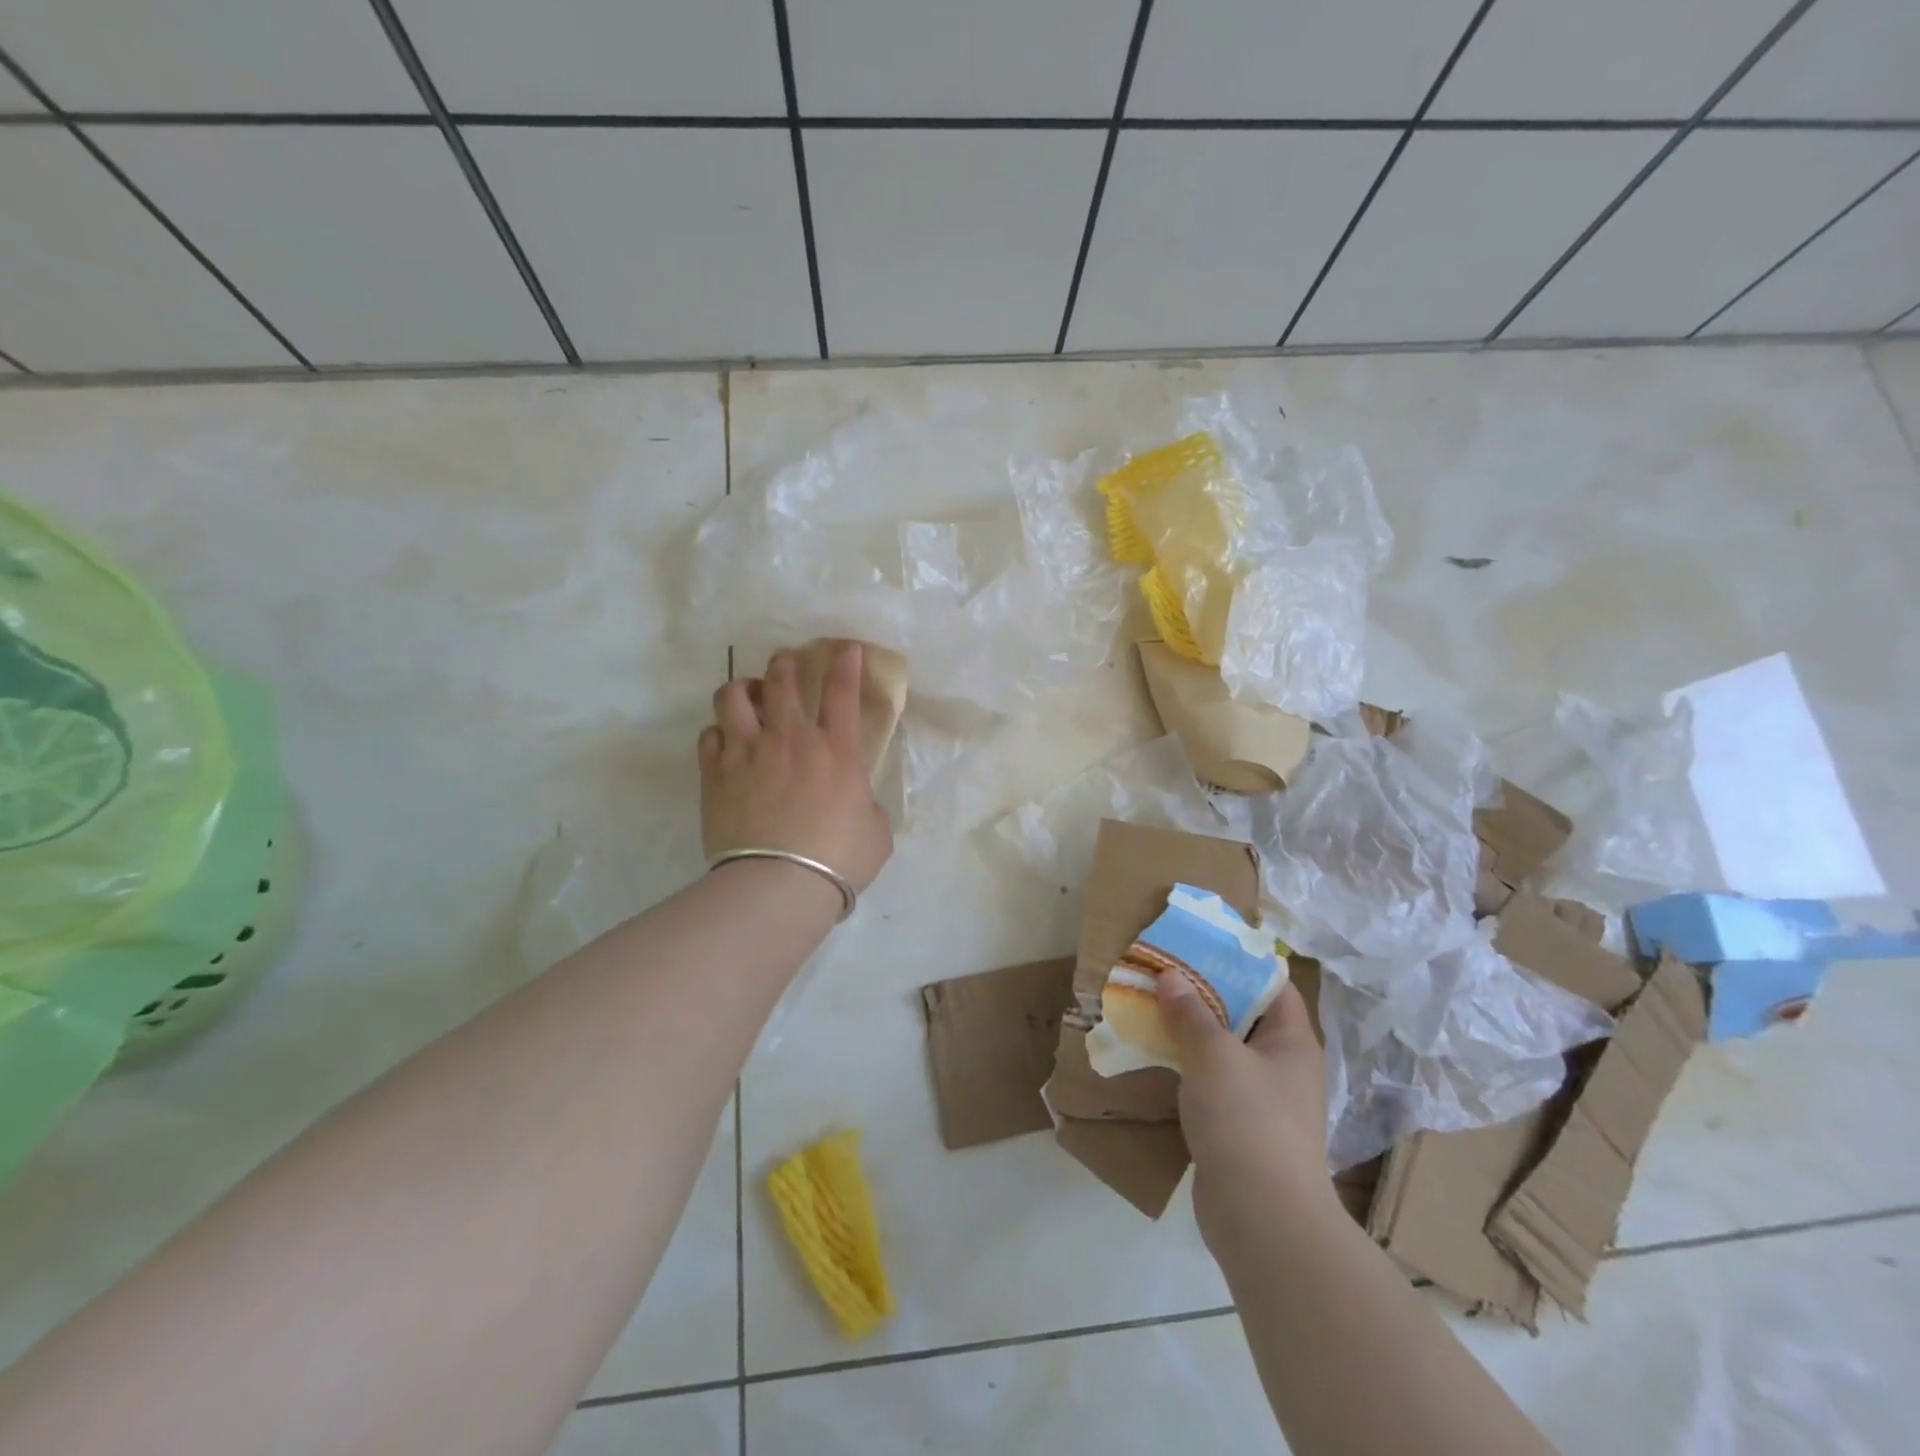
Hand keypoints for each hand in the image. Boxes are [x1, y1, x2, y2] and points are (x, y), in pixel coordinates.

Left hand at [699, 642, 892, 893]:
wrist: (778, 884)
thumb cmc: (838, 859)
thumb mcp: (876, 831)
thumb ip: (867, 806)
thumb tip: (856, 802)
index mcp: (837, 751)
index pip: (842, 691)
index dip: (846, 661)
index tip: (845, 646)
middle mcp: (790, 739)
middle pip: (782, 680)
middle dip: (785, 663)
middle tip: (787, 664)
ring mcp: (748, 753)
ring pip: (733, 696)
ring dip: (743, 689)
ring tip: (748, 696)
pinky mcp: (715, 774)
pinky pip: (709, 736)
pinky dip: (718, 733)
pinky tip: (725, 742)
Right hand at [1156, 972, 1337, 1252]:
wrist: (1262, 1220)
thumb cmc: (1247, 1120)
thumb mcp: (1213, 1054)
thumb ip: (1190, 1012)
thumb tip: (1171, 975)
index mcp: (1292, 1041)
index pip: (1272, 984)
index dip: (1239, 961)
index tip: (1199, 944)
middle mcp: (1283, 1066)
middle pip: (1244, 1015)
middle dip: (1204, 994)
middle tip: (1164, 972)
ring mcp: (1263, 1101)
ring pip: (1224, 1051)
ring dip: (1190, 1031)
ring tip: (1152, 1006)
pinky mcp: (1240, 1130)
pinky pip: (1212, 1084)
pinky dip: (1187, 1067)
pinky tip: (1156, 1056)